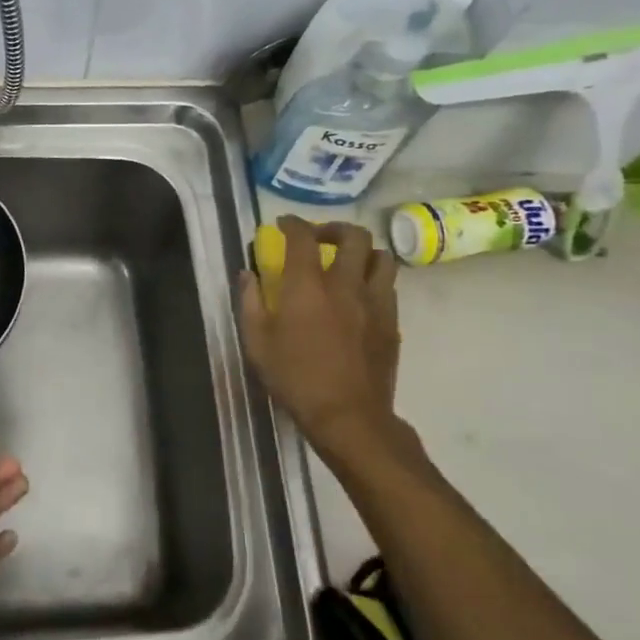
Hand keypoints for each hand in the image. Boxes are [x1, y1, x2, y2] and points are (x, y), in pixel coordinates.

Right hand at [239, 218, 409, 456]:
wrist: (348, 415)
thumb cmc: (295, 378)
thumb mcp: (256, 343)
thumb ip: (249, 302)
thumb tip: (247, 275)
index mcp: (308, 286)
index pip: (303, 238)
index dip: (293, 224)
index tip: (283, 224)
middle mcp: (346, 285)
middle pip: (355, 236)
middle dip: (335, 229)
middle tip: (320, 240)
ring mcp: (375, 303)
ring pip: (382, 258)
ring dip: (364, 252)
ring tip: (348, 264)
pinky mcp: (392, 323)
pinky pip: (389, 287)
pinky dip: (374, 281)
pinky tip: (359, 297)